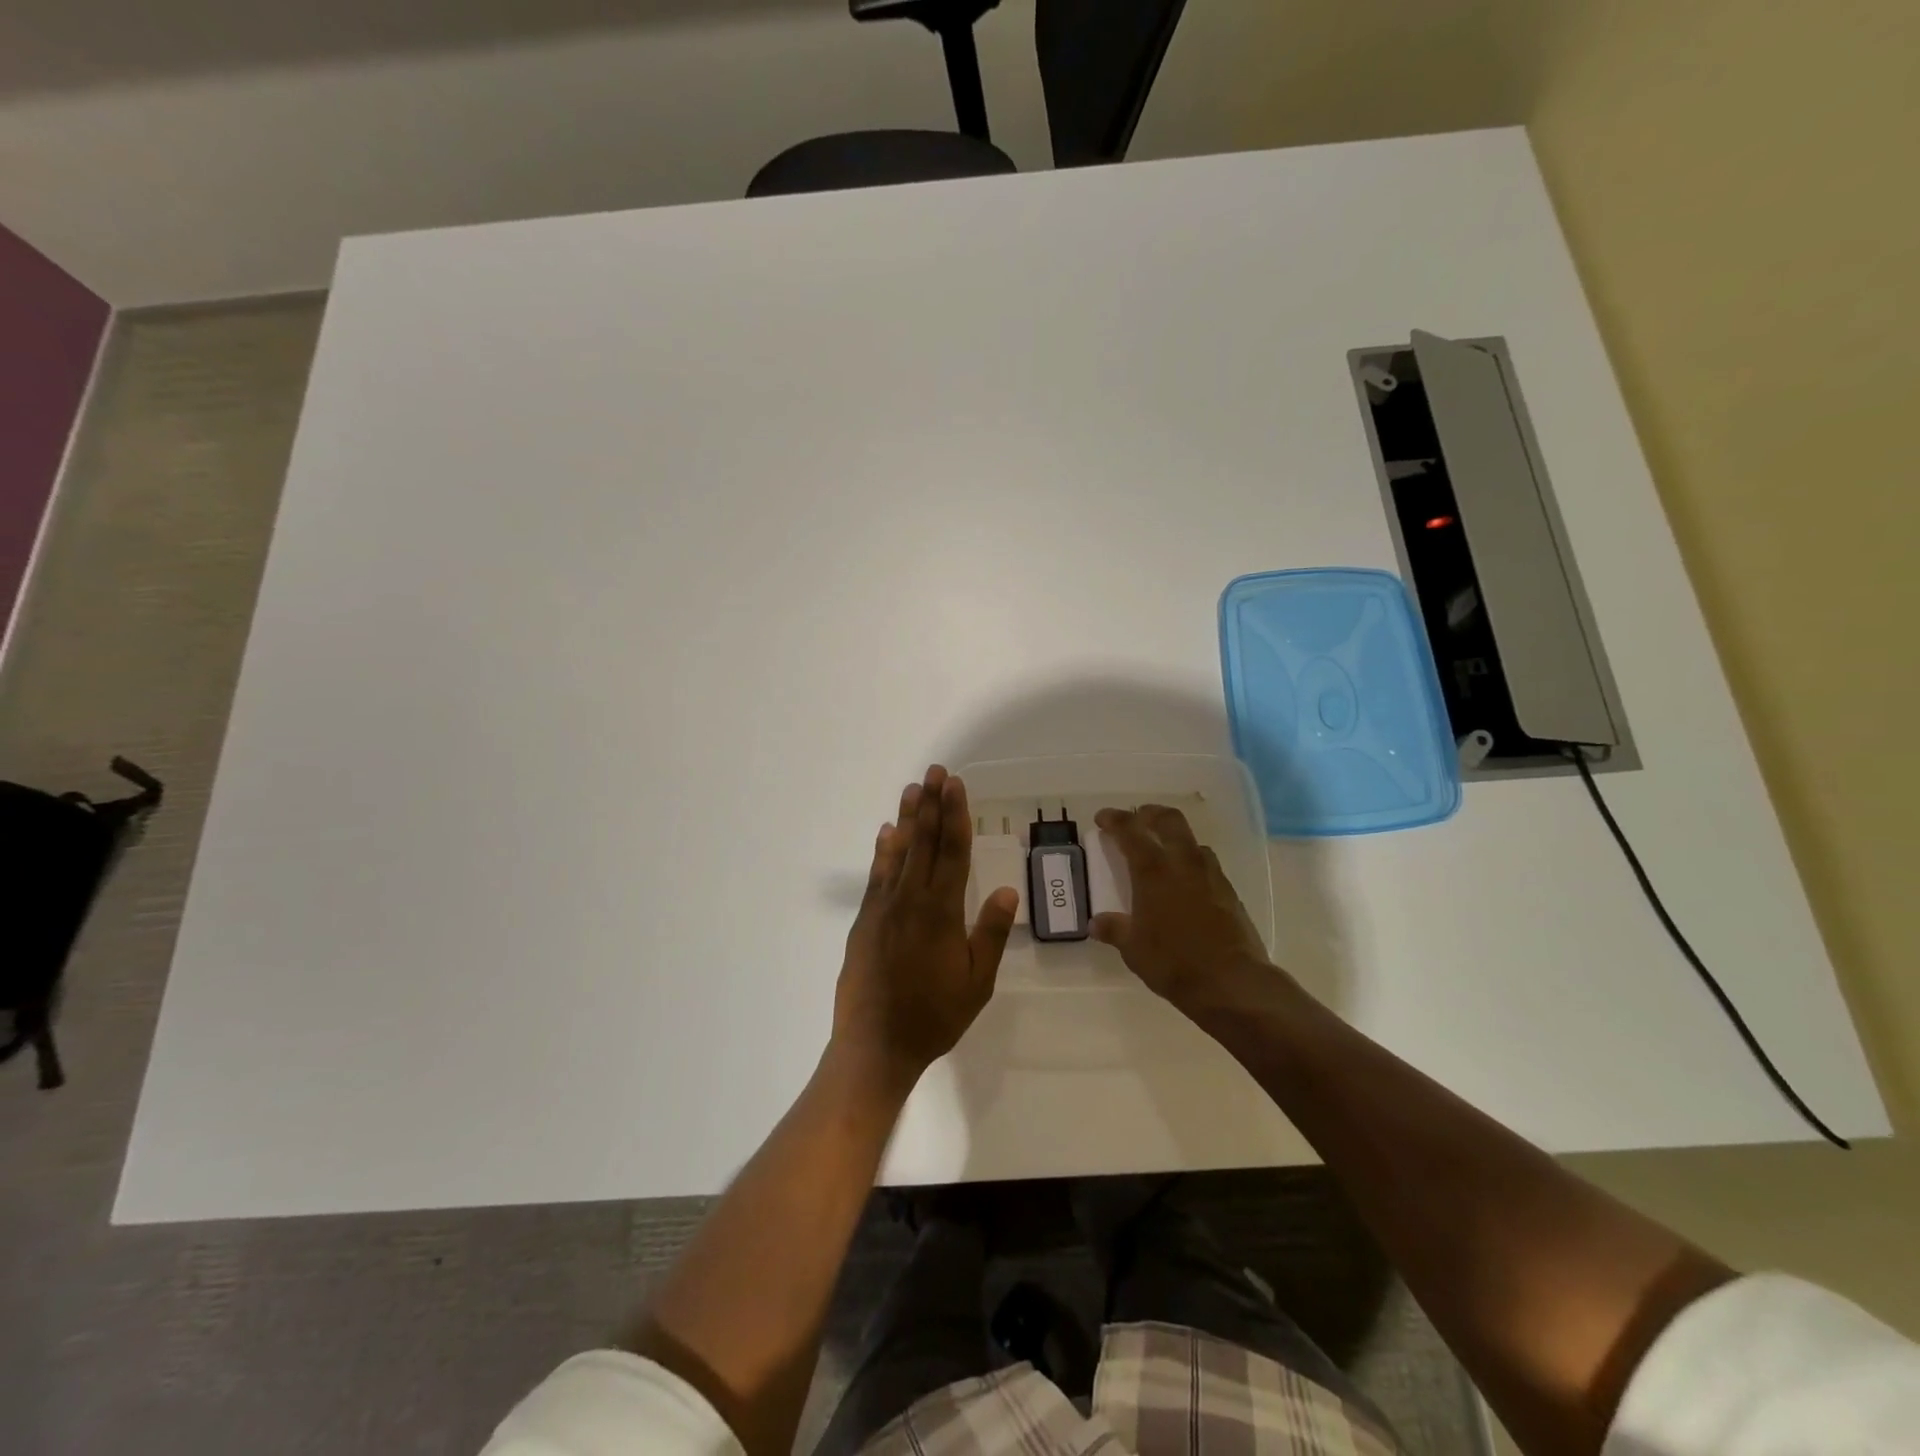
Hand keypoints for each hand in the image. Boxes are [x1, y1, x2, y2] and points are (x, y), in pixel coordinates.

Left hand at [832, 766, 1019, 1089]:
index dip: (955, 815)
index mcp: (942, 911)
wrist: (876, 1045)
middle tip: (935, 771)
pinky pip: (877, 876)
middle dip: (931, 804)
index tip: (955, 785)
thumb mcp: (976, 982)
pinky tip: (885, 833)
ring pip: (898, 852)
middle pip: (924, 842)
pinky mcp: (865, 920)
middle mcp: (911, 899)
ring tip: (912, 789)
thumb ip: (991, 933)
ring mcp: (883, 908)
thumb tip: (1007, 889)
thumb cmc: (934, 1016)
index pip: (952, 852)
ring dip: (906, 818)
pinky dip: (882, 851)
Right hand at [1090, 804, 1272, 1008]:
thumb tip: (1096, 923)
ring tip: (1162, 852)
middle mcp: (1183, 863)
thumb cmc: (1173, 962)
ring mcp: (1210, 875)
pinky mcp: (1229, 891)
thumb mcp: (1133, 949)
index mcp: (1153, 871)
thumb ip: (1114, 929)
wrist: (1231, 982)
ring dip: (1174, 837)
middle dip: (1150, 813)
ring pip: (1192, 840)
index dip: (1114, 819)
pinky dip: (1191, 862)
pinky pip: (1206, 864)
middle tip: (1137, 819)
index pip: (1131, 830)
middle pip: (1169, 820)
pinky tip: (1185, 883)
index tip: (1102, 818)